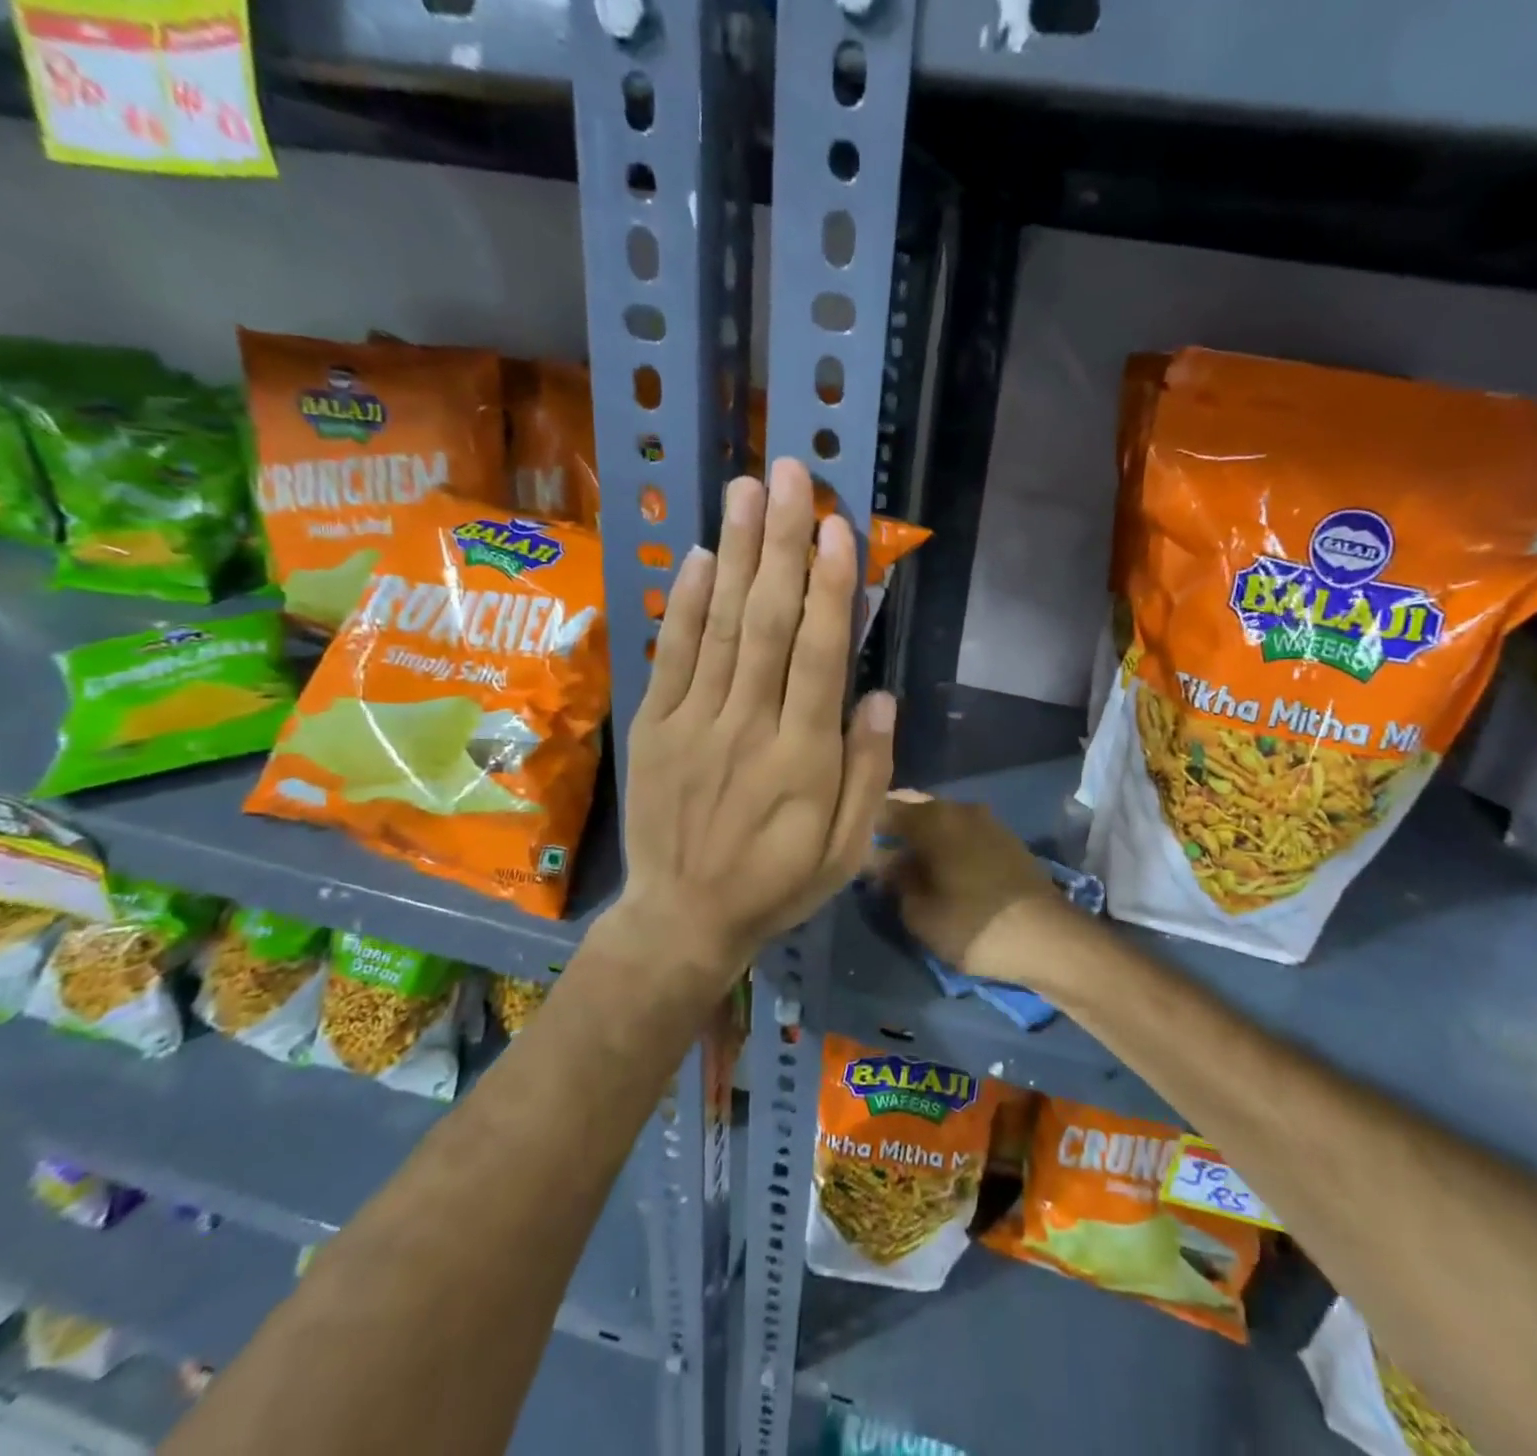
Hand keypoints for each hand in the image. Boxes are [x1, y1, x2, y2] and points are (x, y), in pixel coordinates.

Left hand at [597, 459, 895, 993]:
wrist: (683, 918)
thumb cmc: (778, 884)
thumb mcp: (847, 851)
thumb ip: (869, 773)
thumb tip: (881, 696)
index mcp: (805, 759)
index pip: (822, 657)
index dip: (831, 589)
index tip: (838, 527)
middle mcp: (749, 728)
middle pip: (769, 623)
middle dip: (783, 544)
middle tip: (791, 474)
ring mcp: (694, 723)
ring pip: (721, 627)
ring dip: (738, 553)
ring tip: (747, 489)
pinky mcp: (654, 727)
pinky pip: (673, 656)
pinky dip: (687, 604)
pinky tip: (705, 556)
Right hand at [873, 794, 1061, 981]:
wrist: (1048, 938)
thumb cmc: (973, 925)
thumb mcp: (919, 913)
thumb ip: (894, 881)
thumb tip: (881, 862)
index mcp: (933, 819)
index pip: (884, 807)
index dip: (862, 824)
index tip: (847, 843)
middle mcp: (959, 809)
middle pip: (914, 807)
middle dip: (892, 826)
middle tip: (872, 853)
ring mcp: (987, 821)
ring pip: (940, 818)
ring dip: (919, 834)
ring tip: (902, 862)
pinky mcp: (1005, 839)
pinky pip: (961, 831)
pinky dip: (944, 842)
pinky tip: (936, 865)